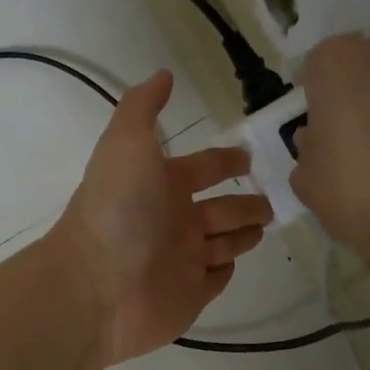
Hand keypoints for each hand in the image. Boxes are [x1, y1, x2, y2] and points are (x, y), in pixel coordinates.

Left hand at [53, 70, 271, 364]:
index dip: (224, 161)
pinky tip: (235, 262)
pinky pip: (214, 279)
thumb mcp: (126, 143)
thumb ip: (143, 107)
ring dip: (242, 233)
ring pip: (222, 243)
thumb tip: (163, 74)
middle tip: (271, 202)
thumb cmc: (118, 210)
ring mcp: (182, 260)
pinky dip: (225, 269)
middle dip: (244, 202)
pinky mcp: (190, 296)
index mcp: (161, 184)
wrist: (98, 285)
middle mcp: (172, 220)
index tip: (248, 157)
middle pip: (219, 208)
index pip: (202, 168)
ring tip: (264, 225)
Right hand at [290, 33, 369, 274]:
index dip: (311, 96)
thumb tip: (316, 140)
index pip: (314, 66)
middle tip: (340, 133)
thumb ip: (306, 150)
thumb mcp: (305, 177)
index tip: (312, 125)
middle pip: (355, 64)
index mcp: (335, 61)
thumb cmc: (351, 187)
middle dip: (348, 91)